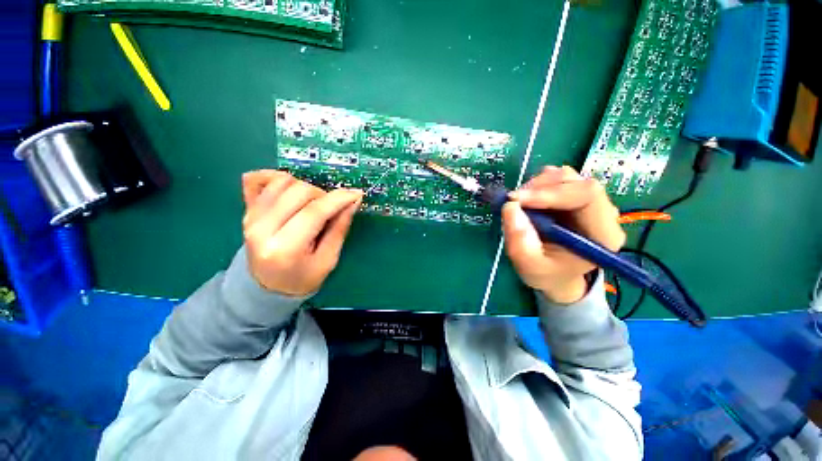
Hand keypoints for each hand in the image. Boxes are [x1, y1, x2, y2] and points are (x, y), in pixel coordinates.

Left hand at [241, 170, 362, 295]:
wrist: (267, 286)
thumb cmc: (303, 277)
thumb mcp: (328, 260)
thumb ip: (340, 228)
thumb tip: (353, 200)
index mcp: (285, 249)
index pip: (314, 212)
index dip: (338, 199)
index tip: (356, 193)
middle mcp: (262, 229)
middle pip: (299, 192)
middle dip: (323, 195)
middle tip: (331, 209)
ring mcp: (250, 217)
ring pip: (282, 182)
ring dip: (305, 187)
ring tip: (312, 204)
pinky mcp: (246, 210)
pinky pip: (256, 179)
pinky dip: (276, 177)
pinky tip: (290, 187)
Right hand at [502, 166, 624, 303]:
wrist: (557, 275)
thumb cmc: (547, 274)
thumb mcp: (530, 266)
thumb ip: (520, 241)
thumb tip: (510, 206)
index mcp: (602, 234)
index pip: (586, 195)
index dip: (550, 193)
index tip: (518, 200)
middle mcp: (602, 213)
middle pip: (575, 182)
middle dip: (540, 187)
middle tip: (514, 200)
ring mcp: (589, 203)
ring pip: (565, 177)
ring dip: (537, 186)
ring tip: (519, 202)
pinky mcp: (574, 198)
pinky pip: (557, 180)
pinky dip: (538, 185)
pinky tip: (528, 199)